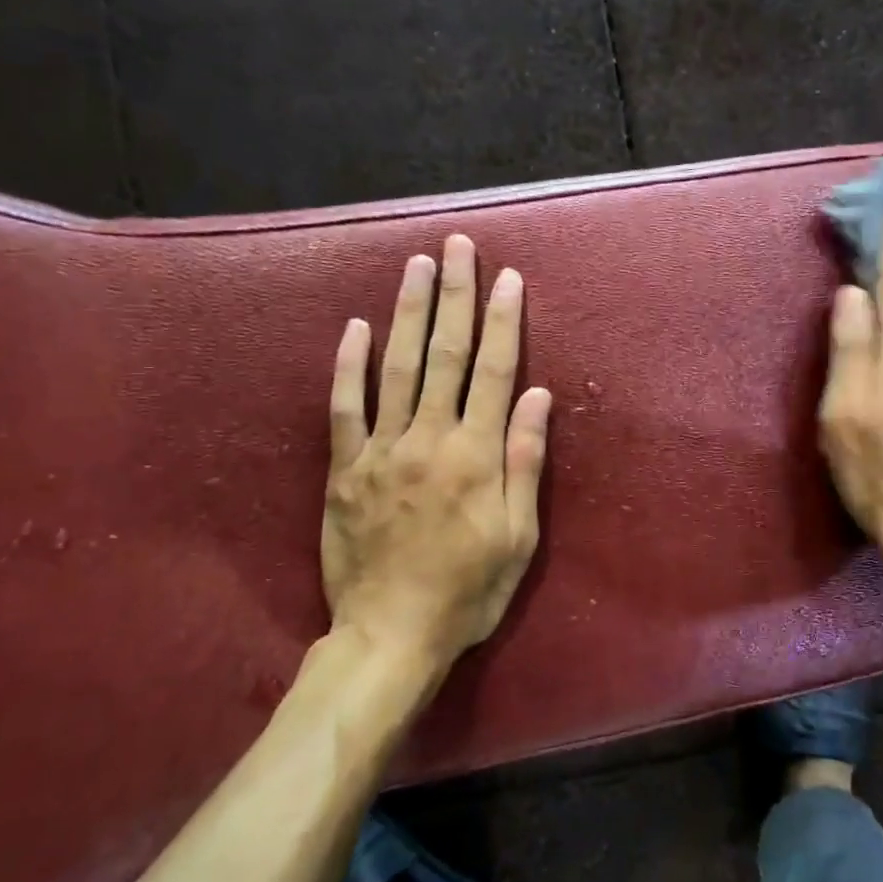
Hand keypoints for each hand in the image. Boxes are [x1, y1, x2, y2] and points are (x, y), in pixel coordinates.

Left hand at [322, 235, 551, 670]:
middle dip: (454, 295)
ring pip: (397, 367)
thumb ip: (525, 462)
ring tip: (416, 265)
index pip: (496, 371)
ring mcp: (382, 450)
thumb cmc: (469, 590)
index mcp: (478, 455)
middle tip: (456, 246)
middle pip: (447, 354)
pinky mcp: (345, 469)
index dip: (504, 320)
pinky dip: (349, 365)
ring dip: (409, 312)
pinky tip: (355, 327)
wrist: (391, 635)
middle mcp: (430, 438)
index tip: (508, 277)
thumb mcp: (518, 536)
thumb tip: (538, 396)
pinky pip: (344, 408)